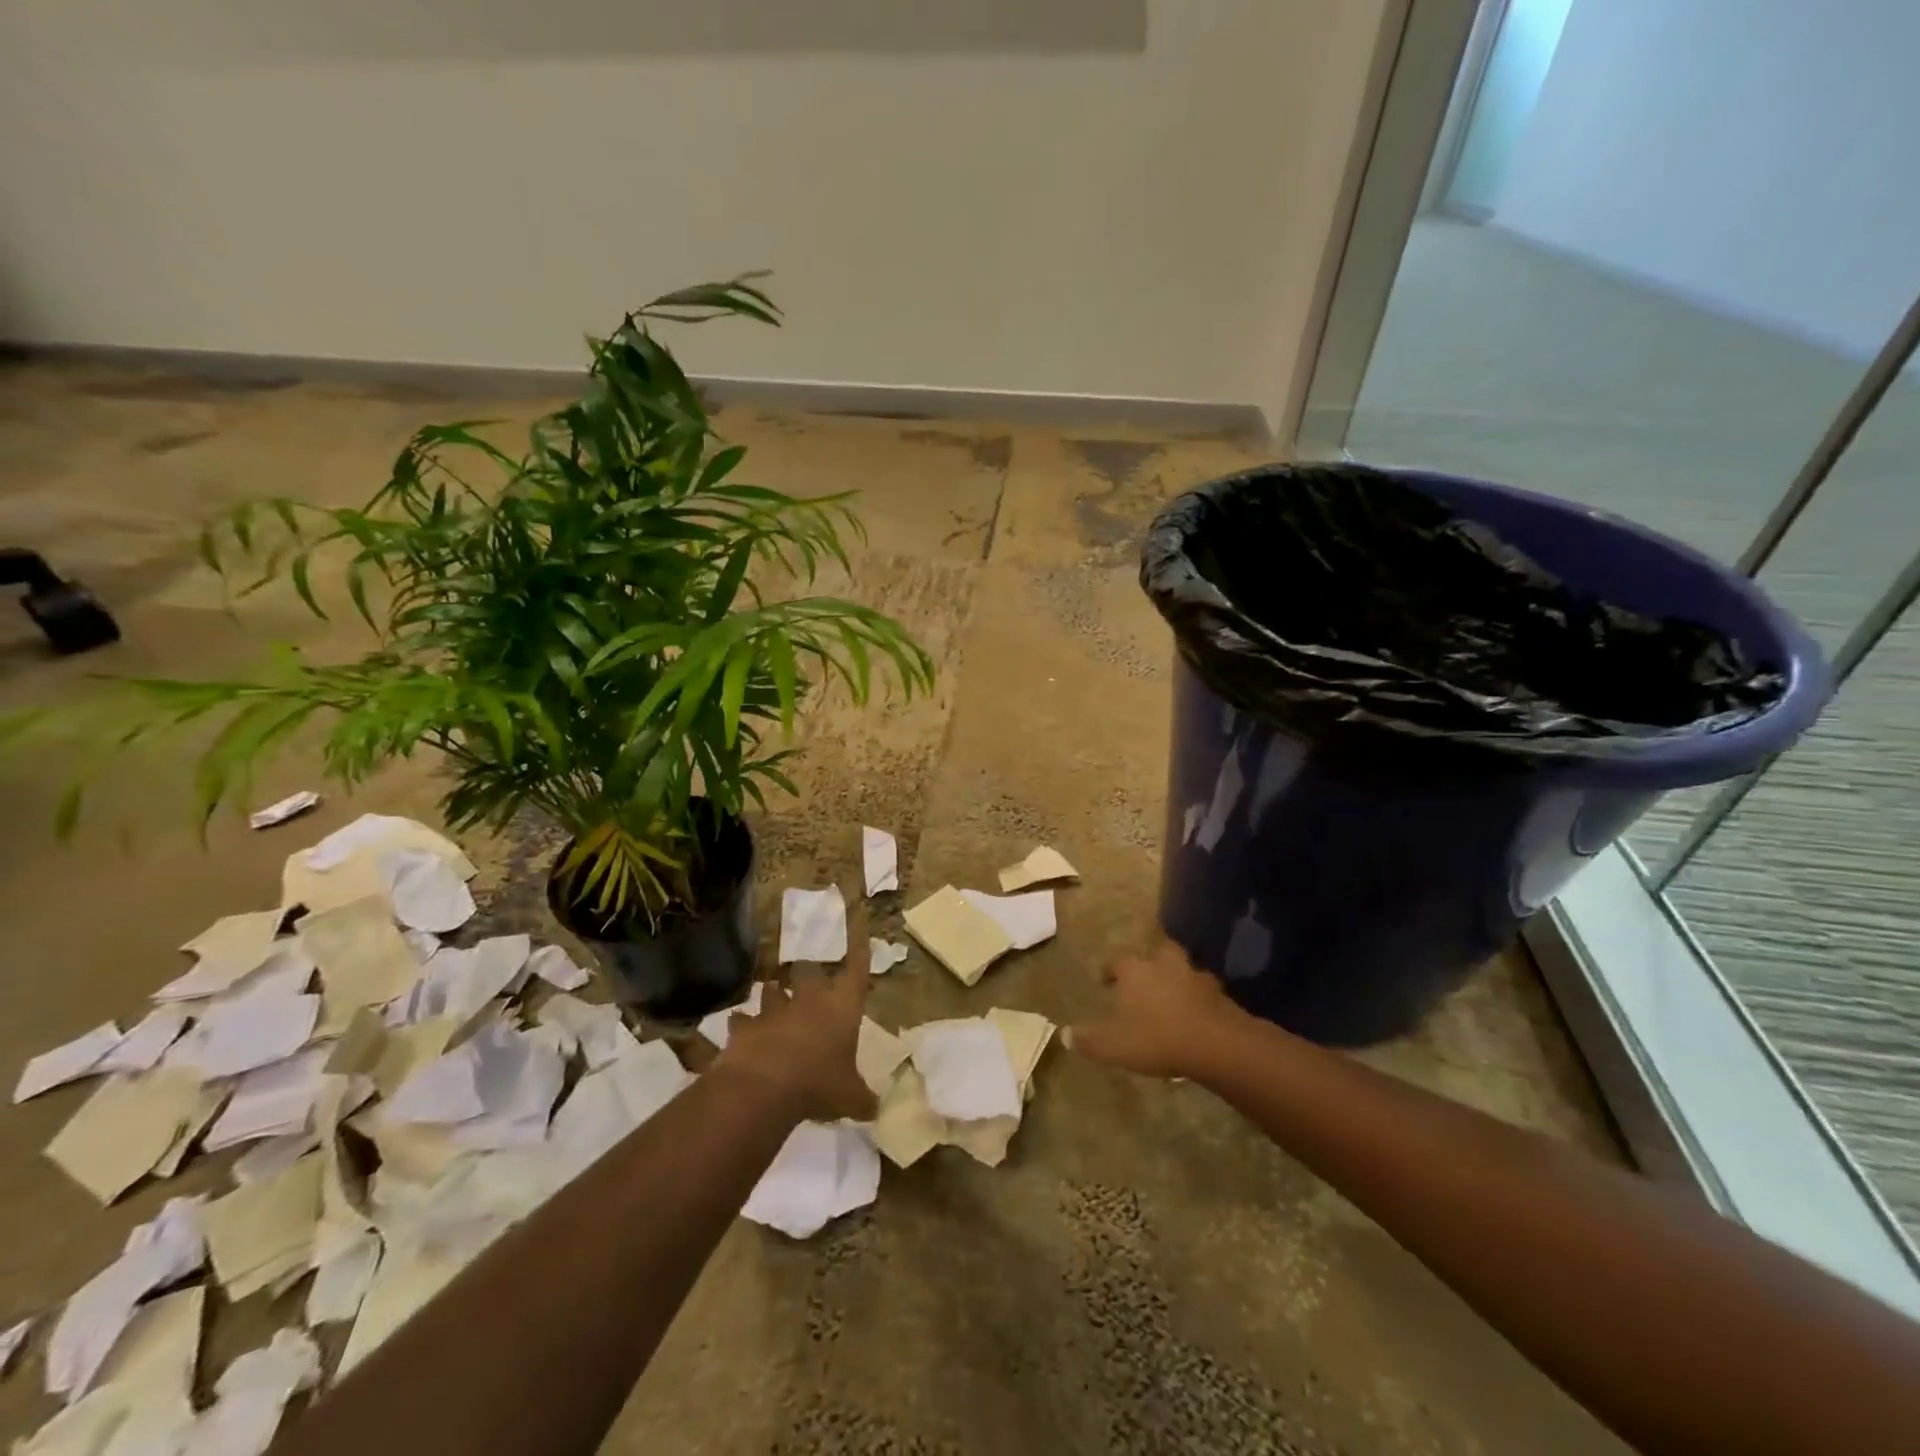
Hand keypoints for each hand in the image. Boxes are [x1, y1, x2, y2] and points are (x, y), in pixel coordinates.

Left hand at [716, 941, 876, 1122]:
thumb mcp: (851, 1098)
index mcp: (842, 1007)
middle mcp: (810, 999)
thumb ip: (863, 1099)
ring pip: (772, 989)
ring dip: (774, 995)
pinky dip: (742, 1025)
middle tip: (808, 983)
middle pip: (809, 970)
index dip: (860, 946)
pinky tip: (740, 1031)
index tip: (859, 919)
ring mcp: (774, 1009)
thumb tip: (876, 1110)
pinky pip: (742, 1020)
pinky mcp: (745, 1026)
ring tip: (773, 1000)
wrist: (765, 1088)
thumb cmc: (819, 1084)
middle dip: (808, 975)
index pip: (857, 969)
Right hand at [1066, 941, 1244, 1079]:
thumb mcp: (1113, 1045)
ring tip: (1172, 996)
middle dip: (1150, 964)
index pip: (1117, 962)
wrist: (1215, 1043)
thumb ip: (1088, 1039)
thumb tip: (1063, 1034)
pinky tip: (1195, 1014)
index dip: (1109, 970)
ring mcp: (1194, 976)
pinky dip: (1198, 999)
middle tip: (1145, 980)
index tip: (1105, 981)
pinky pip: (1204, 991)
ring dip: (1177, 979)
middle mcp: (1164, 965)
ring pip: (1182, 969)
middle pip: (1156, 954)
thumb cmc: (1156, 1038)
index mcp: (1135, 971)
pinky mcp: (1219, 994)